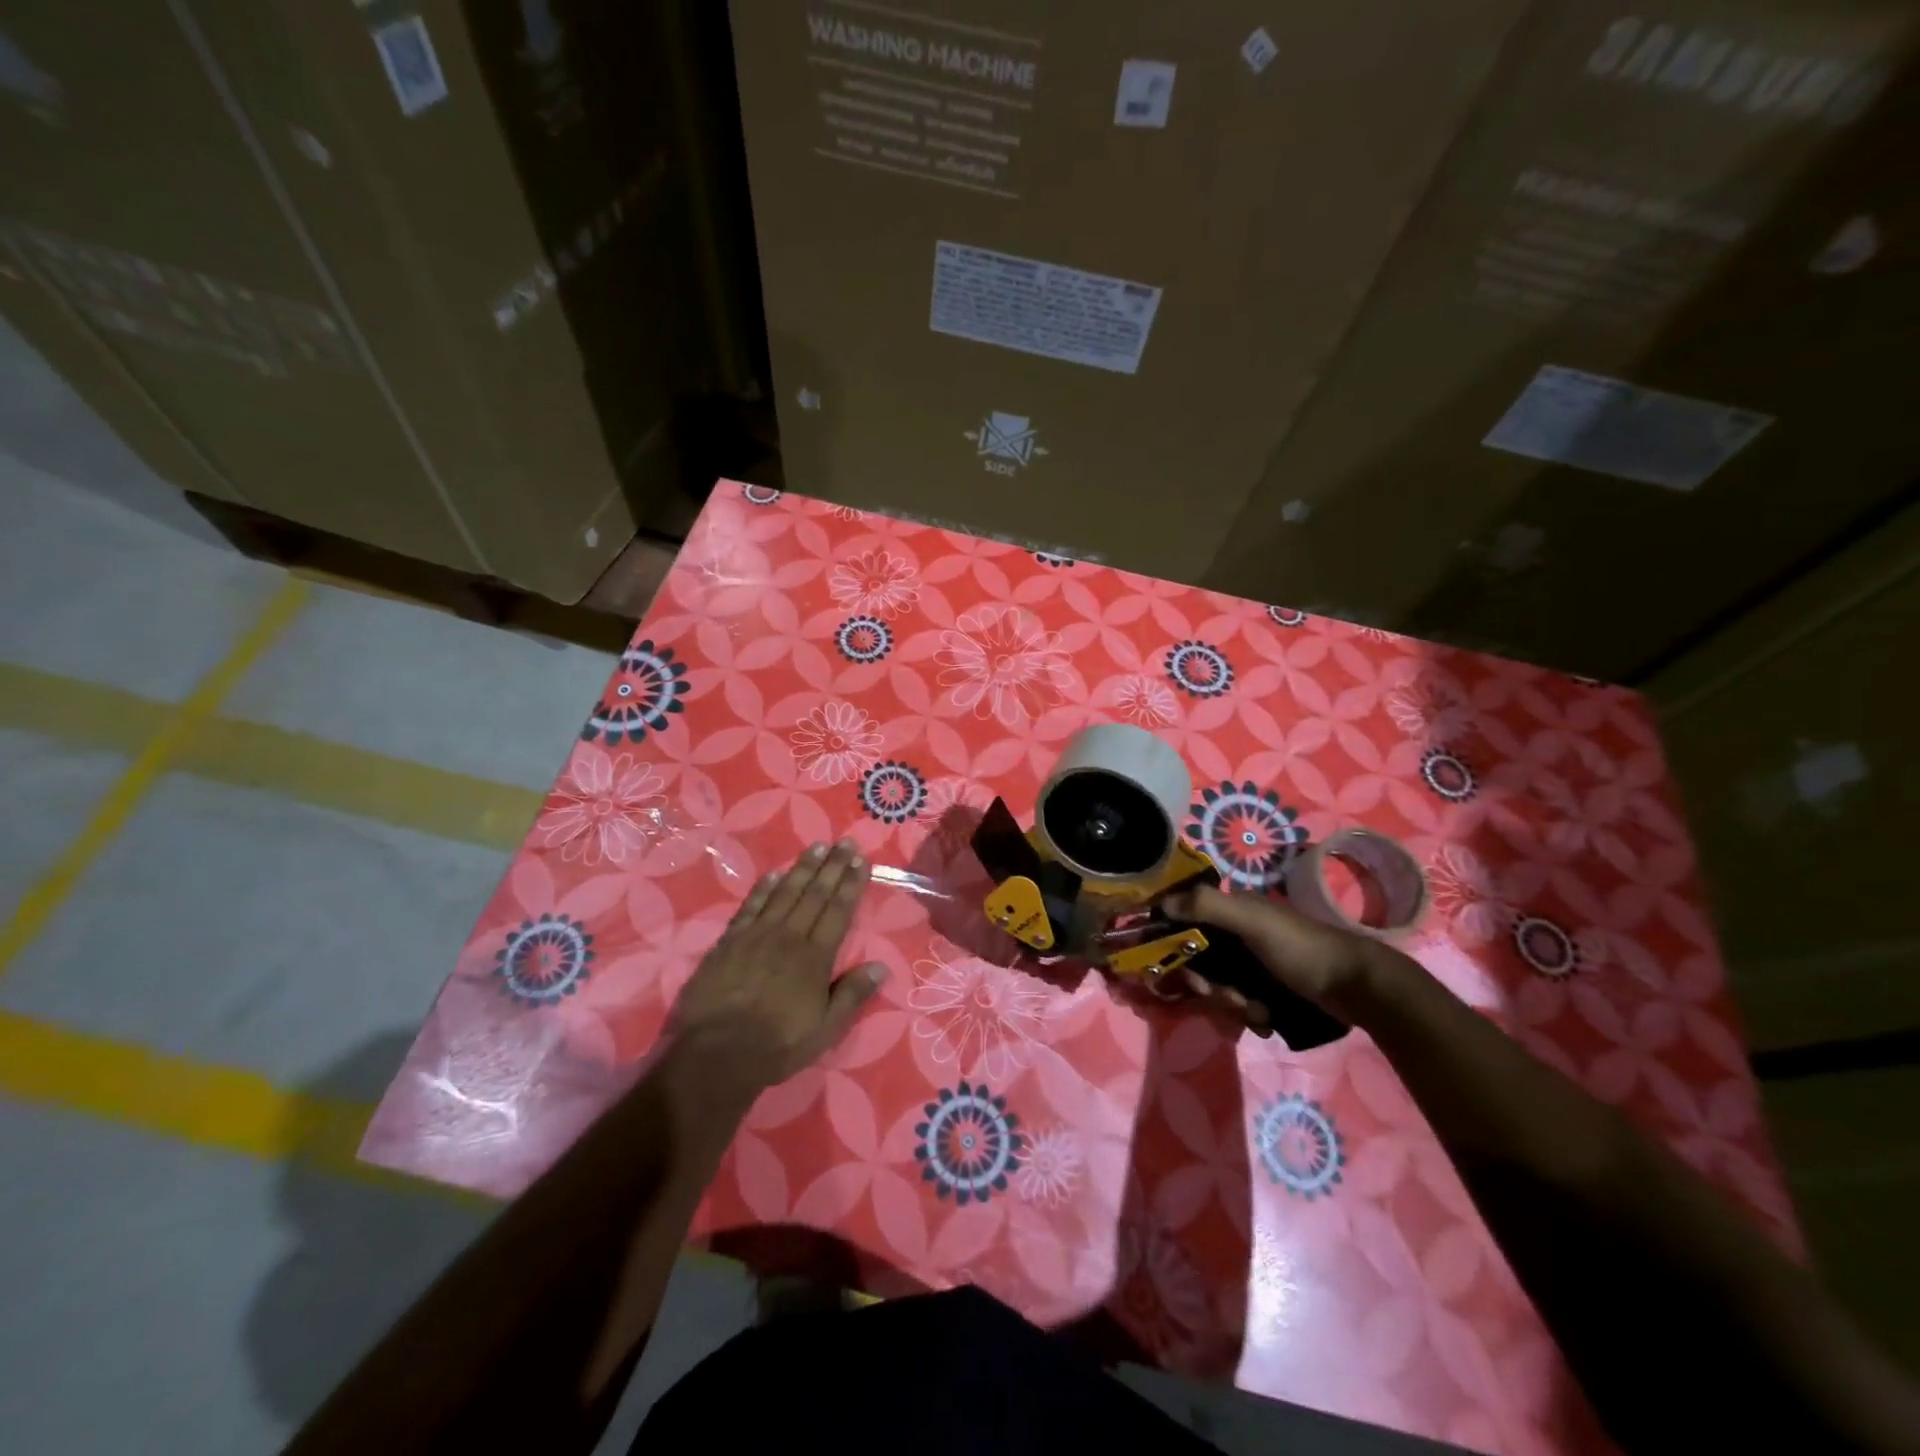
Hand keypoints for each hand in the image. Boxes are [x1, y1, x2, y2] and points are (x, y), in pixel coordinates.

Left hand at [668, 841, 886, 1094]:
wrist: (716, 1053)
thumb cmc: (778, 1044)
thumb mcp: (825, 1029)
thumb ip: (852, 995)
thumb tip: (882, 966)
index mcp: (815, 957)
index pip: (838, 911)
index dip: (851, 883)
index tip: (861, 859)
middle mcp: (789, 937)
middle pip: (815, 894)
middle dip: (832, 866)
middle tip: (844, 841)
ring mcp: (757, 936)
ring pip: (784, 893)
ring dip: (802, 868)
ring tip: (816, 847)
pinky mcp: (729, 942)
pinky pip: (751, 907)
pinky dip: (763, 888)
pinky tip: (773, 874)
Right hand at [1159, 883, 1405, 1027]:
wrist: (1357, 987)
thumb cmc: (1301, 949)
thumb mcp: (1253, 922)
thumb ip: (1207, 906)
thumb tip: (1161, 903)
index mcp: (1233, 910)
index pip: (1187, 923)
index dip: (1178, 947)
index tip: (1184, 971)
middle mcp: (1239, 933)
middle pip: (1201, 961)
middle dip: (1210, 985)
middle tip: (1230, 997)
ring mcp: (1255, 963)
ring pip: (1220, 985)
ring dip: (1231, 1003)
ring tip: (1257, 1012)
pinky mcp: (1270, 989)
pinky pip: (1241, 1002)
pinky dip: (1249, 1014)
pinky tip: (1266, 1020)